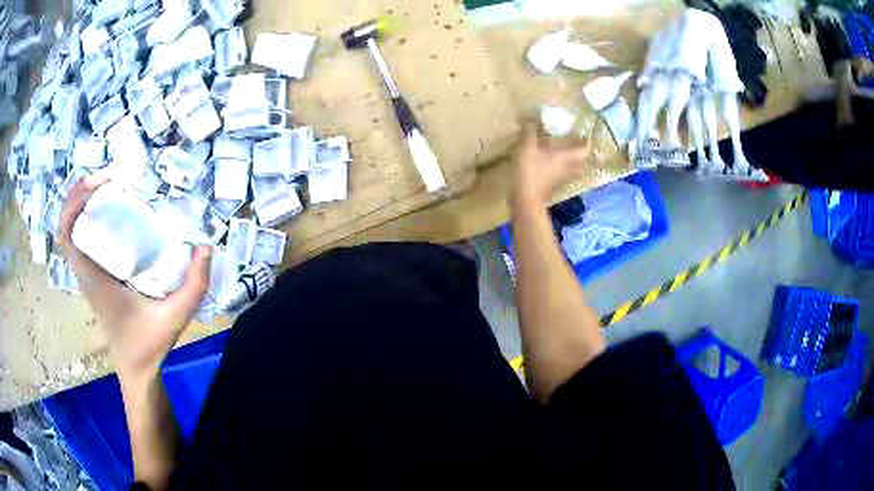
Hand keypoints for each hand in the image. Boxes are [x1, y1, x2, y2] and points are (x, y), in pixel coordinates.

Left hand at [58, 173, 211, 382]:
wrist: (136, 368)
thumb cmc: (148, 345)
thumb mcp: (175, 317)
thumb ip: (193, 286)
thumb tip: (206, 246)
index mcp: (95, 280)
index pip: (68, 237)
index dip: (74, 203)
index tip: (96, 183)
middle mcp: (86, 273)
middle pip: (66, 226)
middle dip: (77, 195)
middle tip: (105, 177)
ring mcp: (88, 275)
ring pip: (72, 232)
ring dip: (80, 205)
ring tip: (105, 186)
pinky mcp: (94, 277)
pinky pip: (81, 241)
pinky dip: (86, 220)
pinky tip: (107, 212)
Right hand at [511, 124, 593, 211]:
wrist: (525, 200)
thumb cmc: (530, 171)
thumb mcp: (527, 147)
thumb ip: (530, 130)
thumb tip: (532, 114)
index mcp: (568, 156)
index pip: (586, 148)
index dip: (588, 140)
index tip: (585, 132)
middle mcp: (570, 167)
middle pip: (583, 159)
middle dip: (580, 150)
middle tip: (575, 140)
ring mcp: (563, 178)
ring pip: (574, 166)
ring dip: (572, 158)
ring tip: (565, 150)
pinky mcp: (555, 186)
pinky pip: (564, 173)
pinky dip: (562, 166)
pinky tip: (553, 162)